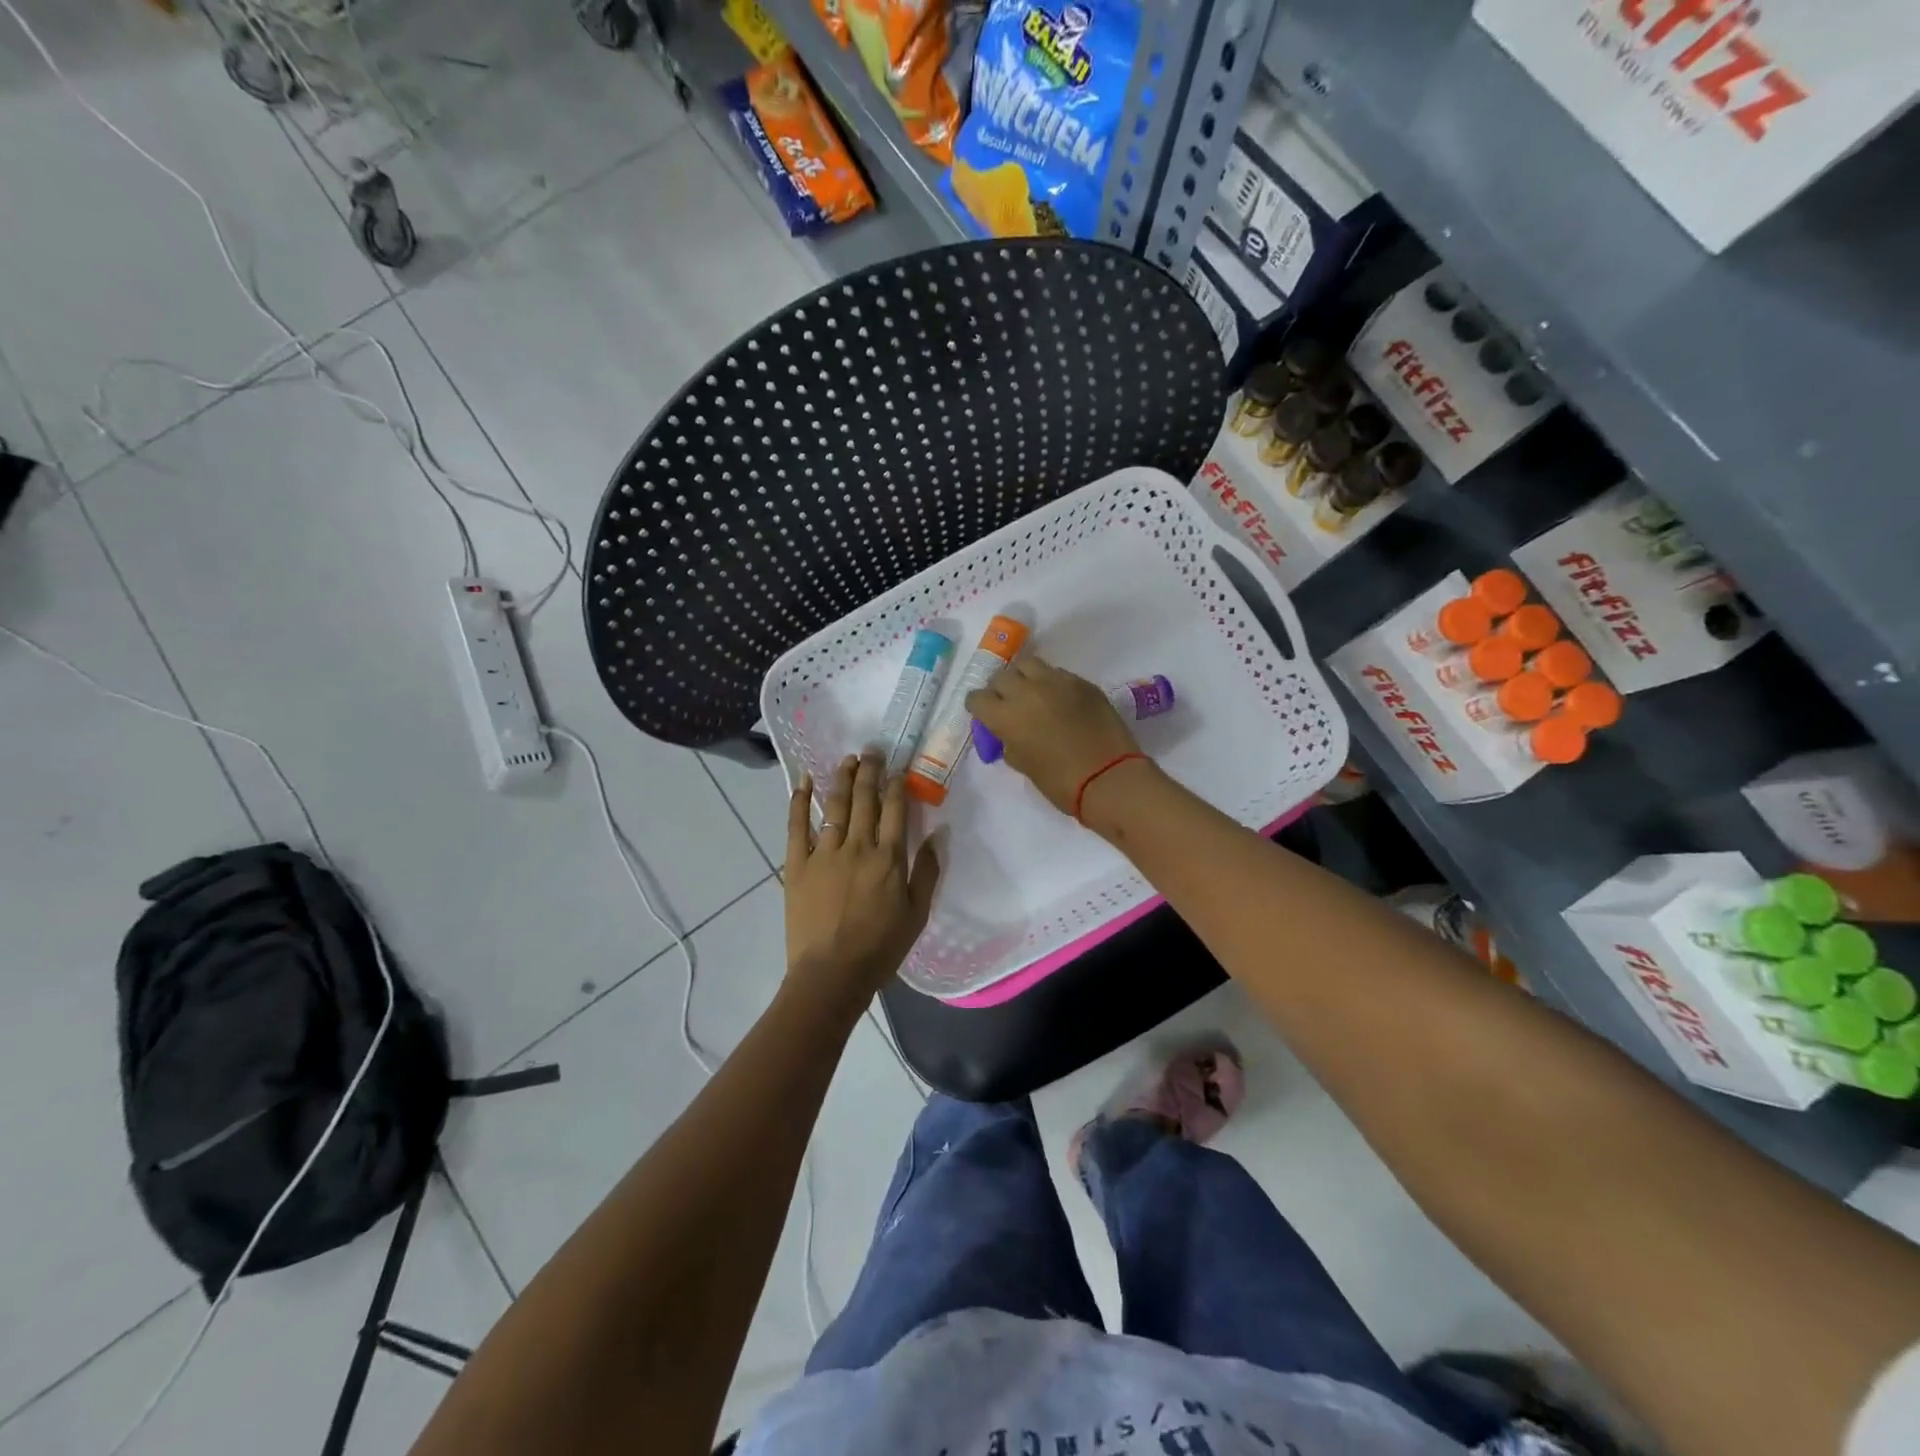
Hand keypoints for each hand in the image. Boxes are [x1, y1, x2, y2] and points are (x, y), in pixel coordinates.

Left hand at [785, 752, 940, 1004]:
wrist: (831, 975)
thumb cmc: (880, 948)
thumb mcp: (917, 914)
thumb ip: (927, 872)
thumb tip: (937, 834)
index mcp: (888, 858)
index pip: (894, 809)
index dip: (896, 784)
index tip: (897, 768)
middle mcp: (857, 846)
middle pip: (864, 799)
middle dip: (869, 770)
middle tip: (872, 750)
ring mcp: (824, 853)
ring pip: (834, 806)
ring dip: (842, 778)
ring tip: (847, 759)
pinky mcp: (796, 864)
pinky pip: (796, 825)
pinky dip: (799, 800)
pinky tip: (803, 780)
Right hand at [965, 655, 1147, 817]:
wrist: (1110, 778)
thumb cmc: (1061, 783)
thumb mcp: (1023, 765)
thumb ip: (1009, 742)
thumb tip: (1009, 733)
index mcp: (1005, 716)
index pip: (977, 698)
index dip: (978, 707)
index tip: (985, 715)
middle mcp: (1026, 691)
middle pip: (1001, 677)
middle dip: (999, 690)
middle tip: (1008, 705)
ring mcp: (1056, 682)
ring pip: (1028, 665)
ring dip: (1023, 678)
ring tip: (1031, 693)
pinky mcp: (1081, 682)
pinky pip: (1057, 673)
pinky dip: (1051, 683)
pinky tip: (1059, 699)